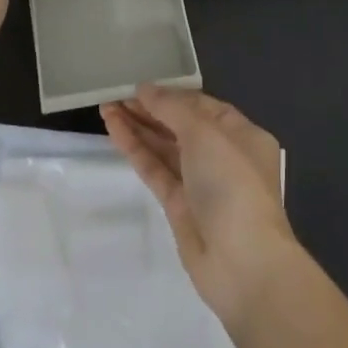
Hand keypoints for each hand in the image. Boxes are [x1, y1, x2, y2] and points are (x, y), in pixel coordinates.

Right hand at [100, 84, 296, 326]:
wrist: (242, 262)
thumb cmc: (232, 184)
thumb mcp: (205, 134)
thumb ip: (172, 108)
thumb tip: (145, 89)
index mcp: (242, 135)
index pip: (202, 106)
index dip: (171, 95)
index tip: (139, 85)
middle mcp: (223, 156)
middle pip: (181, 126)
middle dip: (150, 110)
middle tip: (115, 94)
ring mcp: (200, 183)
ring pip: (165, 148)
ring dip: (138, 127)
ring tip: (105, 107)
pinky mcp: (180, 206)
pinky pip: (155, 170)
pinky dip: (136, 150)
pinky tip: (114, 130)